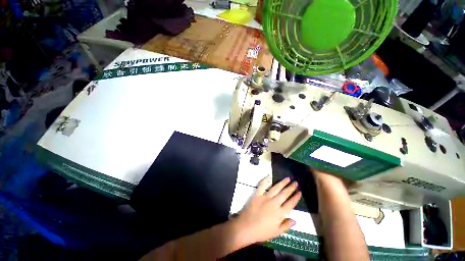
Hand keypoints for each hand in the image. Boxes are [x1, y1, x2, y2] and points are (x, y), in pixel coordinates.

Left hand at [234, 176, 301, 243]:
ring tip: (287, 178)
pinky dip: (265, 180)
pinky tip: (269, 176)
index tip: (300, 192)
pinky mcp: (257, 194)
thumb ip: (286, 226)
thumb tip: (295, 220)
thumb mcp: (276, 232)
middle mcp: (274, 203)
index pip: (290, 203)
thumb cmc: (262, 232)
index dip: (296, 197)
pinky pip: (262, 186)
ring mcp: (265, 197)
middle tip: (295, 182)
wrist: (247, 227)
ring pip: (276, 188)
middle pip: (284, 194)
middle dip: (291, 187)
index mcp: (280, 213)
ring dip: (282, 183)